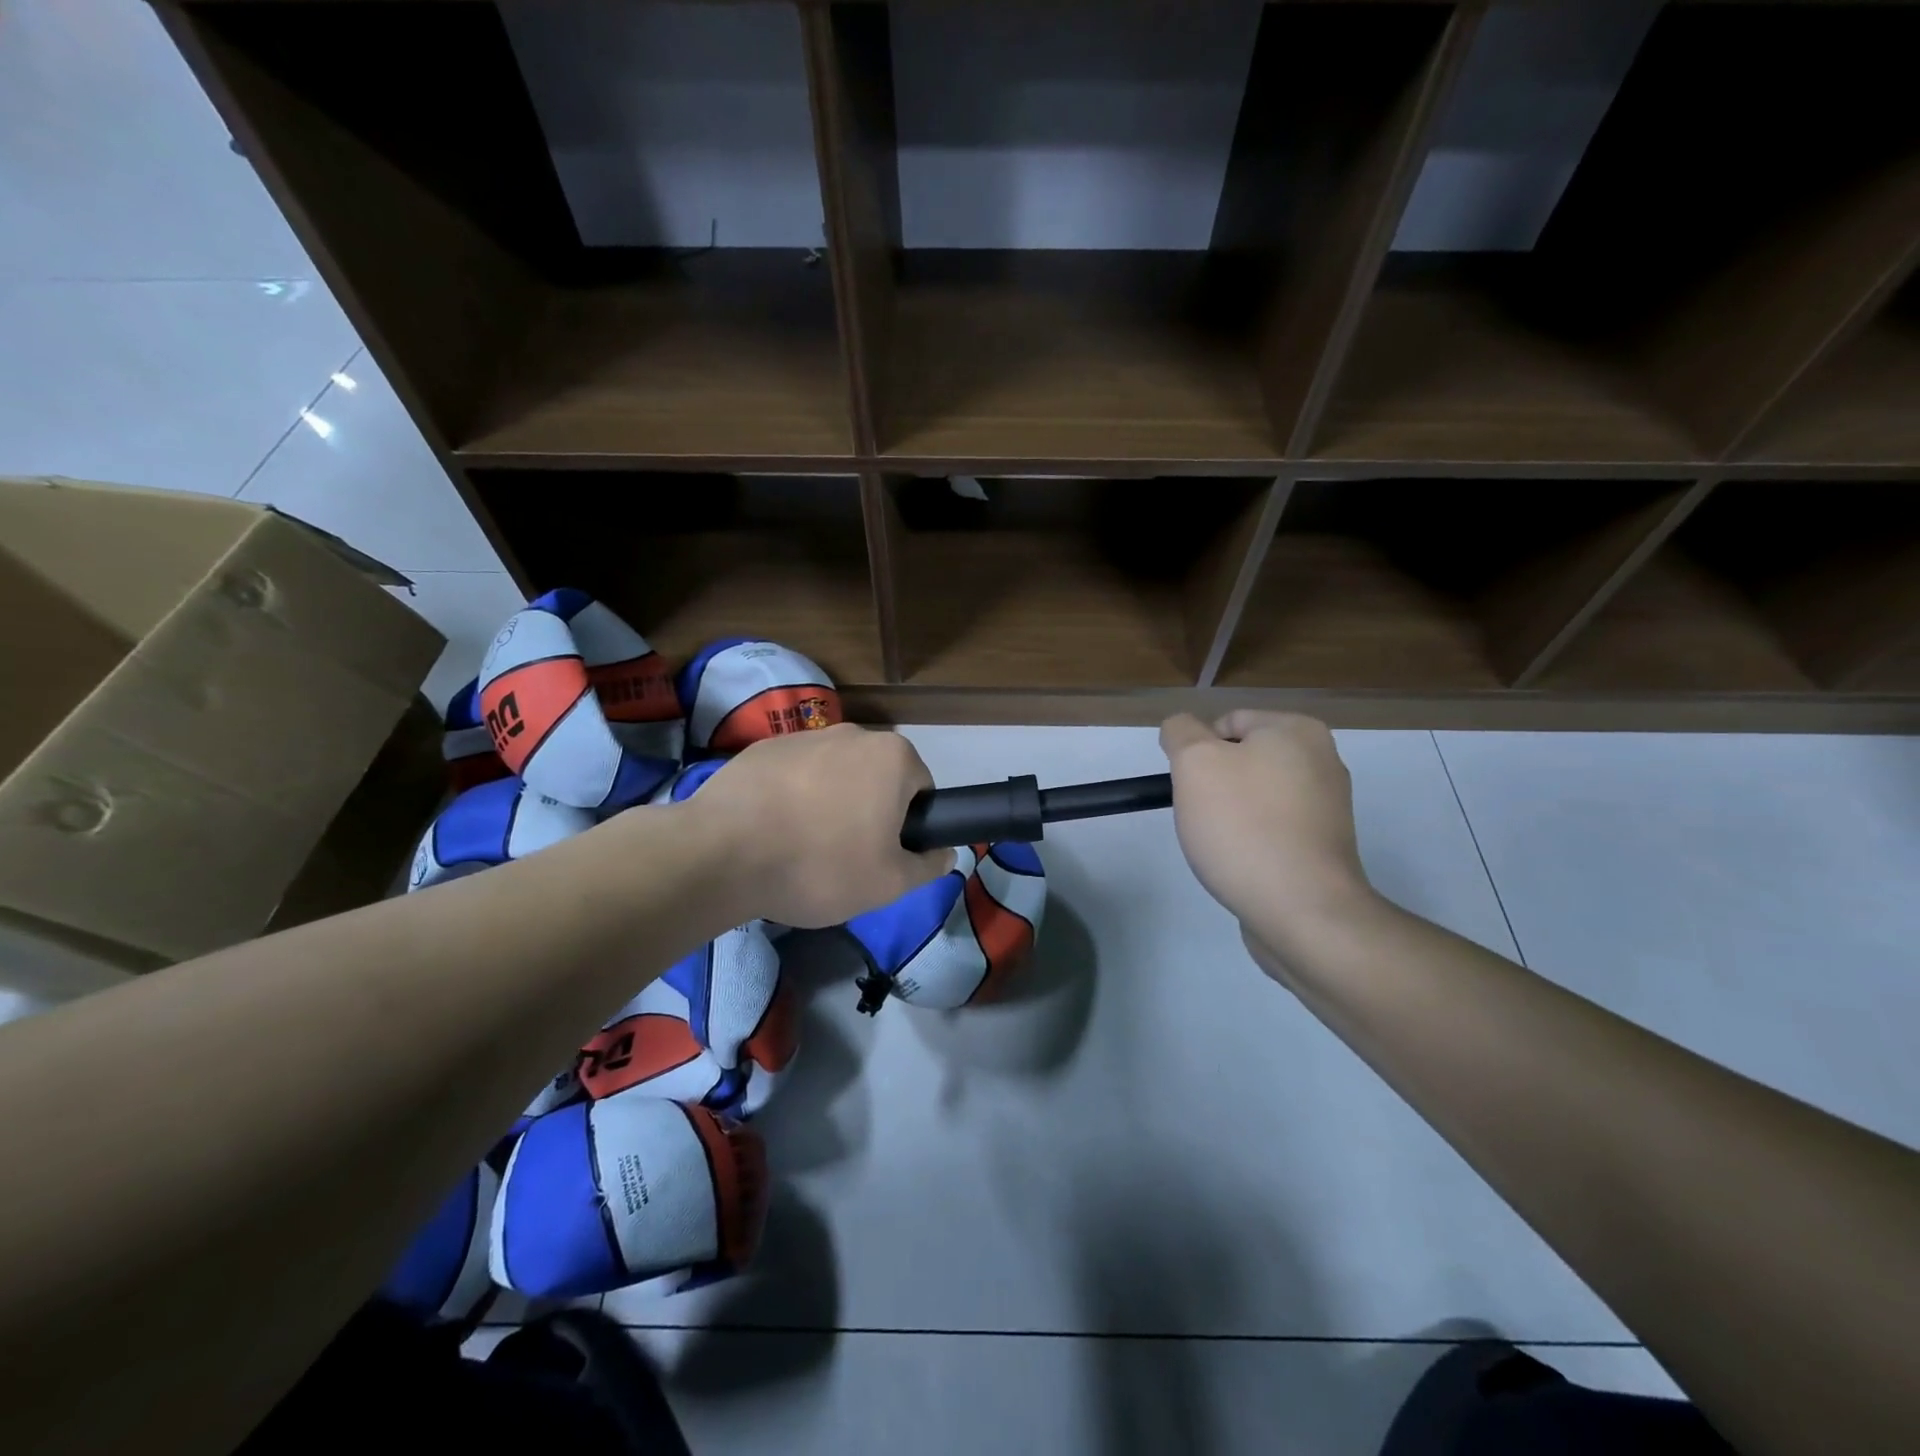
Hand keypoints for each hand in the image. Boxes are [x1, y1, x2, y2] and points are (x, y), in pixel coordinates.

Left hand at [683, 723, 954, 927]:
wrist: (722, 854)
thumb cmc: (821, 866)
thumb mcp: (889, 883)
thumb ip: (927, 866)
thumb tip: (946, 854)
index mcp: (893, 757)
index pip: (921, 788)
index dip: (908, 825)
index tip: (883, 853)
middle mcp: (853, 733)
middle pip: (876, 776)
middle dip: (869, 809)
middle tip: (845, 854)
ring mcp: (803, 736)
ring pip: (834, 773)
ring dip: (829, 801)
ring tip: (802, 845)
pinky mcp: (762, 748)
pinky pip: (793, 773)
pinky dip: (791, 796)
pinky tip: (771, 830)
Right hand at [1159, 711, 1377, 961]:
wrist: (1302, 910)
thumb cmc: (1243, 825)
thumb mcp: (1195, 762)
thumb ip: (1180, 732)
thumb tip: (1181, 729)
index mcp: (1297, 730)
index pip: (1226, 721)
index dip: (1196, 752)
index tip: (1191, 788)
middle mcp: (1322, 760)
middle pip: (1241, 759)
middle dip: (1214, 785)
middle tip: (1203, 816)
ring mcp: (1327, 806)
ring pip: (1254, 796)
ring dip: (1230, 815)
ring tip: (1223, 846)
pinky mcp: (1324, 846)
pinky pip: (1273, 829)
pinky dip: (1253, 841)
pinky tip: (1244, 864)